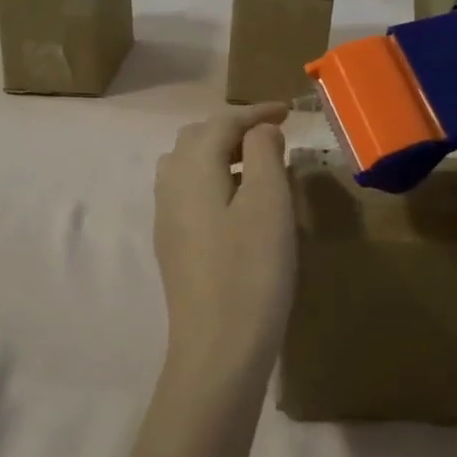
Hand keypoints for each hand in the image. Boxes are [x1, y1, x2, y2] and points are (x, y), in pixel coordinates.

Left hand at [153, 104, 295, 375]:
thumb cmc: (251, 269)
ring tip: (259, 166)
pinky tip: (239, 203)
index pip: (222, 122)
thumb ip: (264, 153)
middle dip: (235, 129)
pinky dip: (215, 181)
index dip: (256, 112)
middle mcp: (170, 185)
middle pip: (198, 139)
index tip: (289, 110)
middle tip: (274, 136)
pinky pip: (190, 193)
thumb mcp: (269, 202)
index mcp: (192, 168)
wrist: (218, 346)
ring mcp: (166, 217)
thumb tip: (259, 131)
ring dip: (223, 155)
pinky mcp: (172, 244)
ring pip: (189, 166)